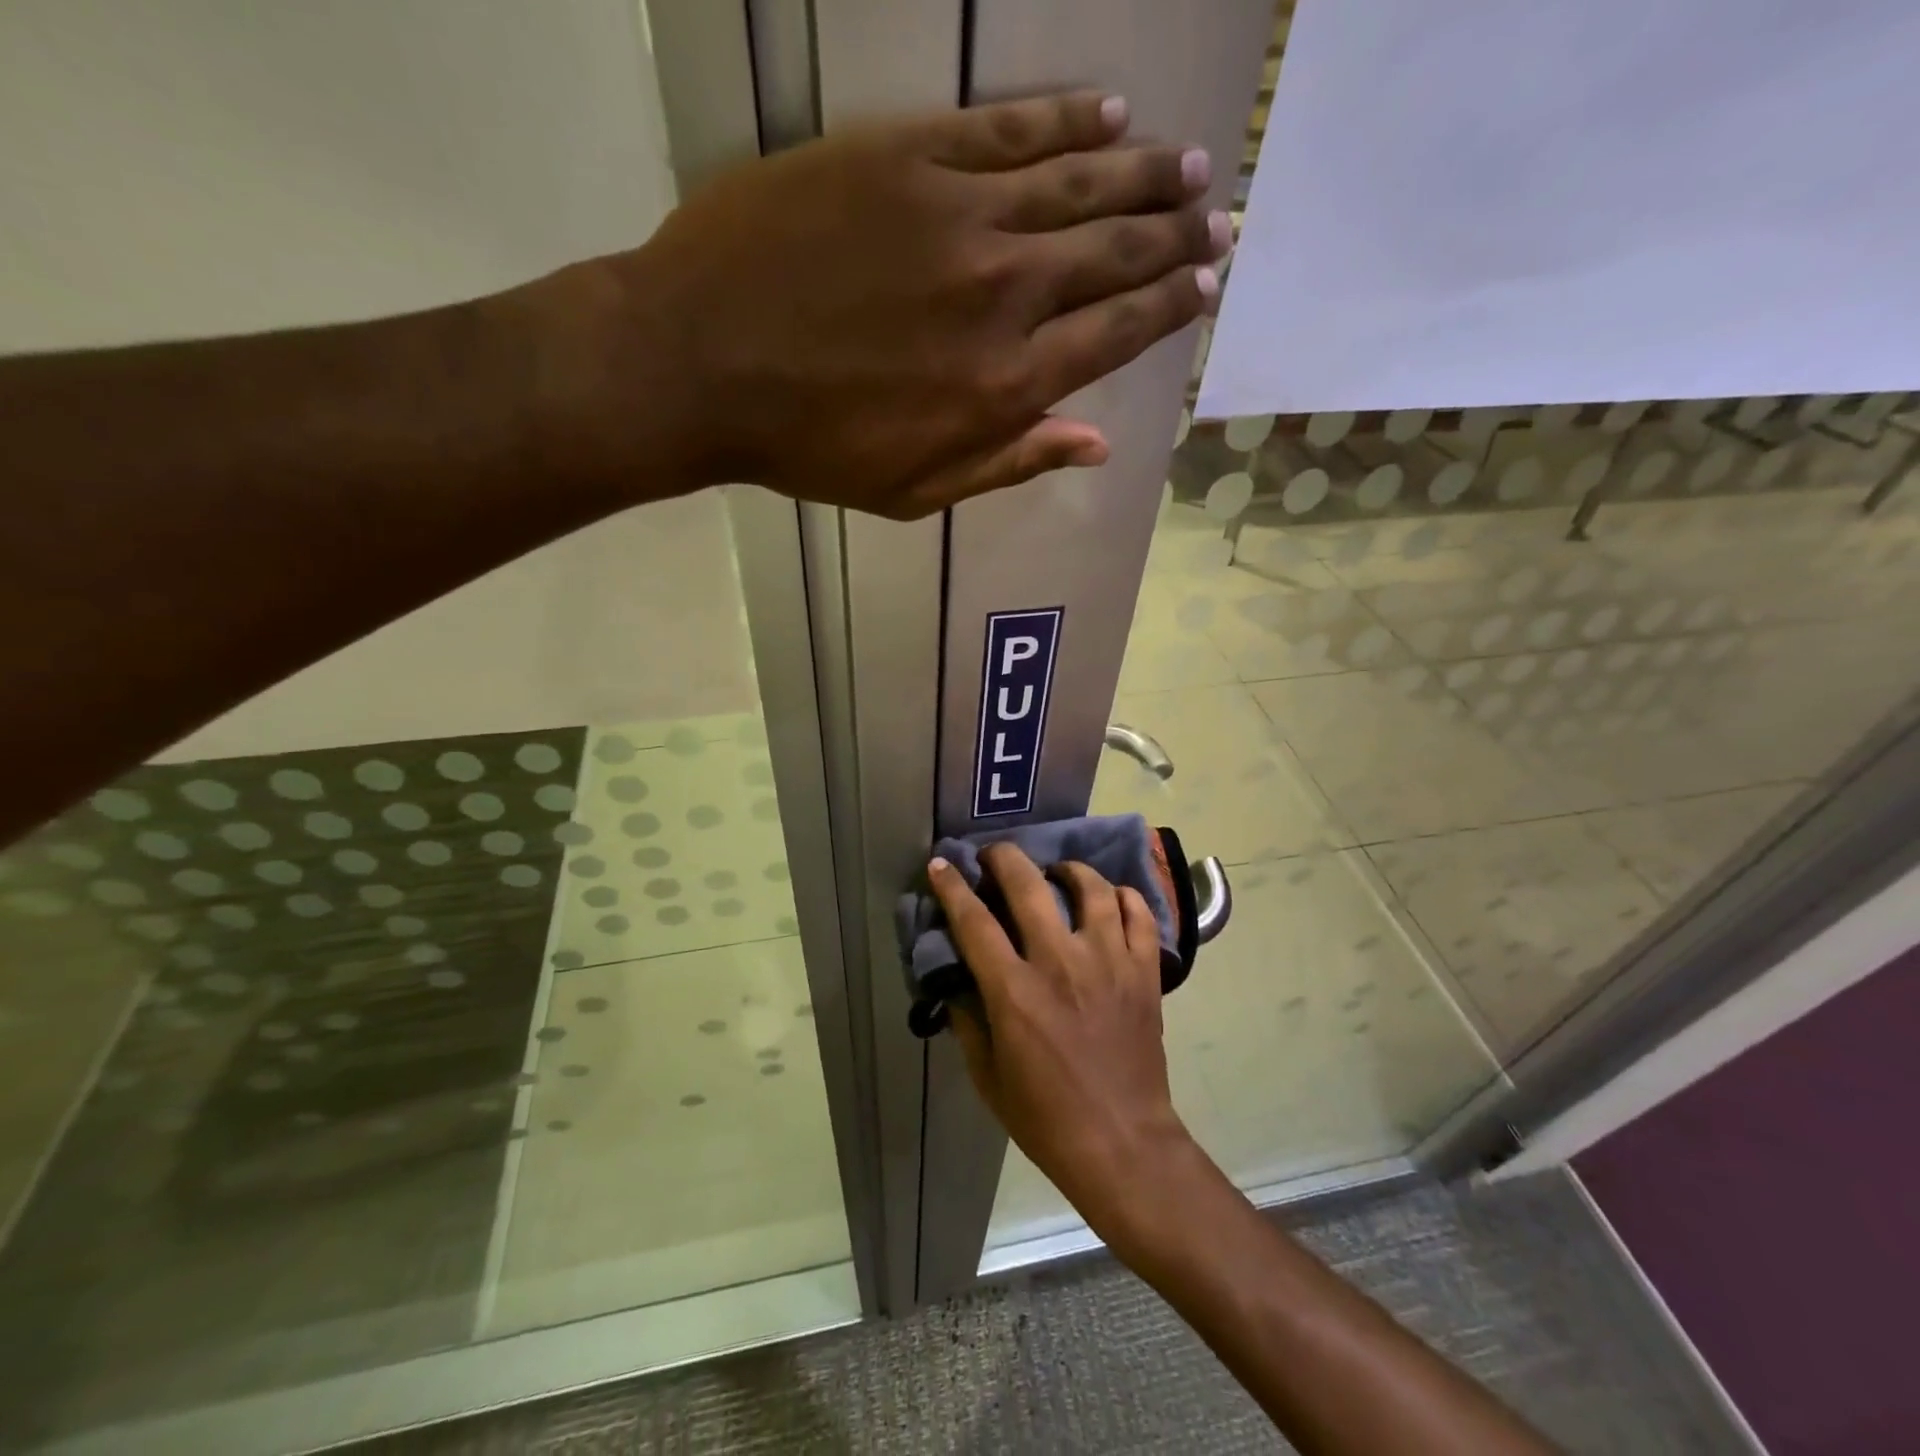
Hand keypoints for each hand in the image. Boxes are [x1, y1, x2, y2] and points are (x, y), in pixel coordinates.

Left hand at [526, 92, 1227, 518]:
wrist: (701, 366)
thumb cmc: (811, 448)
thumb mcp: (915, 492)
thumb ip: (1010, 463)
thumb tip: (1096, 442)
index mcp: (1005, 385)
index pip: (1116, 334)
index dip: (1169, 305)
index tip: (1206, 283)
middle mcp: (1002, 294)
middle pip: (1113, 252)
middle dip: (1174, 236)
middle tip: (1218, 217)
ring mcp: (957, 215)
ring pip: (1078, 180)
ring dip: (1142, 171)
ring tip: (1185, 164)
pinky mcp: (906, 156)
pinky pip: (1008, 127)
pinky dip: (1065, 118)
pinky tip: (1108, 113)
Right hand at [927, 843, 1197, 1236]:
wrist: (1122, 1143)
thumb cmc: (1045, 1117)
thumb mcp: (988, 1077)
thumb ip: (968, 1021)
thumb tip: (958, 980)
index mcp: (1015, 991)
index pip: (974, 921)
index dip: (952, 887)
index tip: (941, 865)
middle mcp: (1061, 963)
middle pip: (1029, 886)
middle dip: (1004, 858)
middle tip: (995, 856)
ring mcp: (1109, 961)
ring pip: (1091, 888)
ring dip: (1067, 870)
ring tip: (1057, 873)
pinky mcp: (1145, 971)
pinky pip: (1138, 914)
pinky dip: (1122, 896)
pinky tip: (1108, 899)